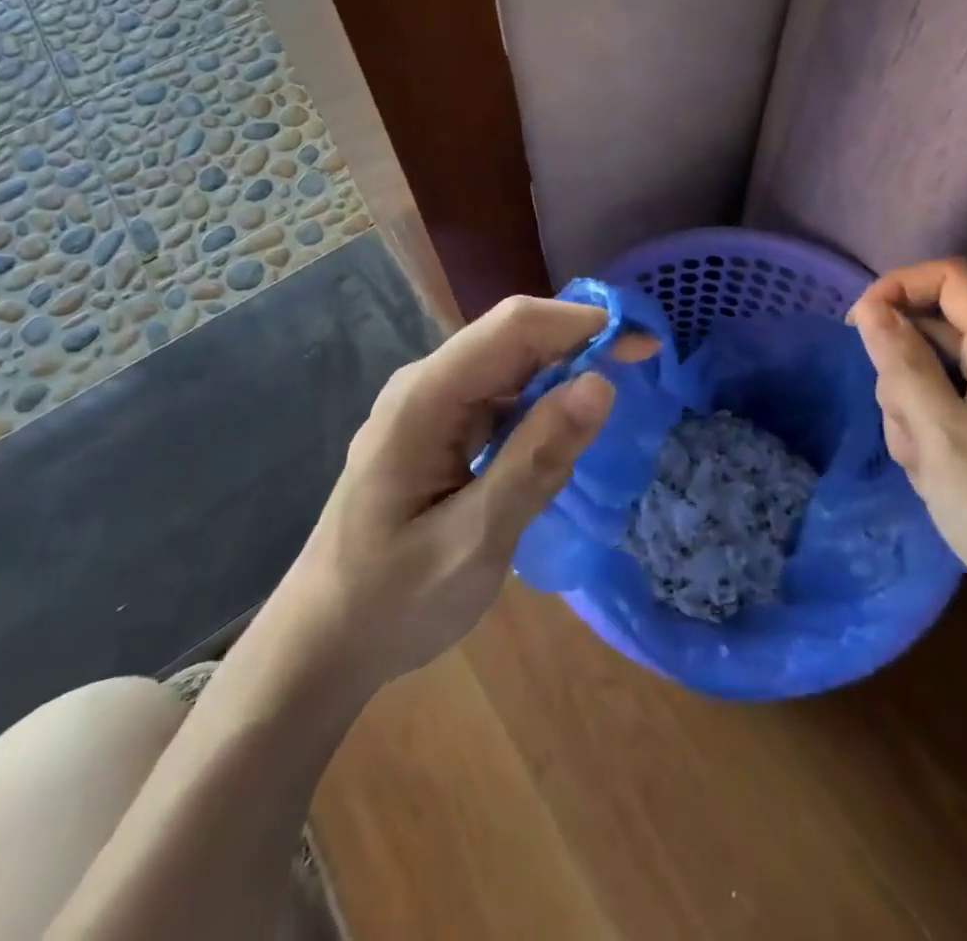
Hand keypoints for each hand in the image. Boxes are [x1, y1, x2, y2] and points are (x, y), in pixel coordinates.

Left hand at [283, 295, 655, 693]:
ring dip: (562, 378)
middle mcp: (425, 385)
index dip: (583, 323)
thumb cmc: (391, 601)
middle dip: (579, 346)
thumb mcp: (475, 542)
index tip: (645, 346)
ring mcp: (428, 405)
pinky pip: (498, 398)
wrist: (321, 642)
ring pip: (509, 367)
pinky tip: (560, 441)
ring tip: (607, 416)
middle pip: (513, 339)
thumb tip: (601, 384)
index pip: (514, 326)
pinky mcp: (437, 429)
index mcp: (425, 398)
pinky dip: (539, 409)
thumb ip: (536, 462)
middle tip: (642, 377)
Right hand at [849, 259, 966, 646]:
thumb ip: (904, 367)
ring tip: (924, 464)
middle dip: (902, 369)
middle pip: (937, 326)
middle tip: (904, 429)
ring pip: (938, 367)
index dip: (897, 288)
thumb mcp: (942, 441)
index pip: (950, 277)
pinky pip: (954, 400)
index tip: (859, 329)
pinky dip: (932, 426)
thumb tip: (870, 307)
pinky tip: (936, 473)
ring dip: (912, 406)